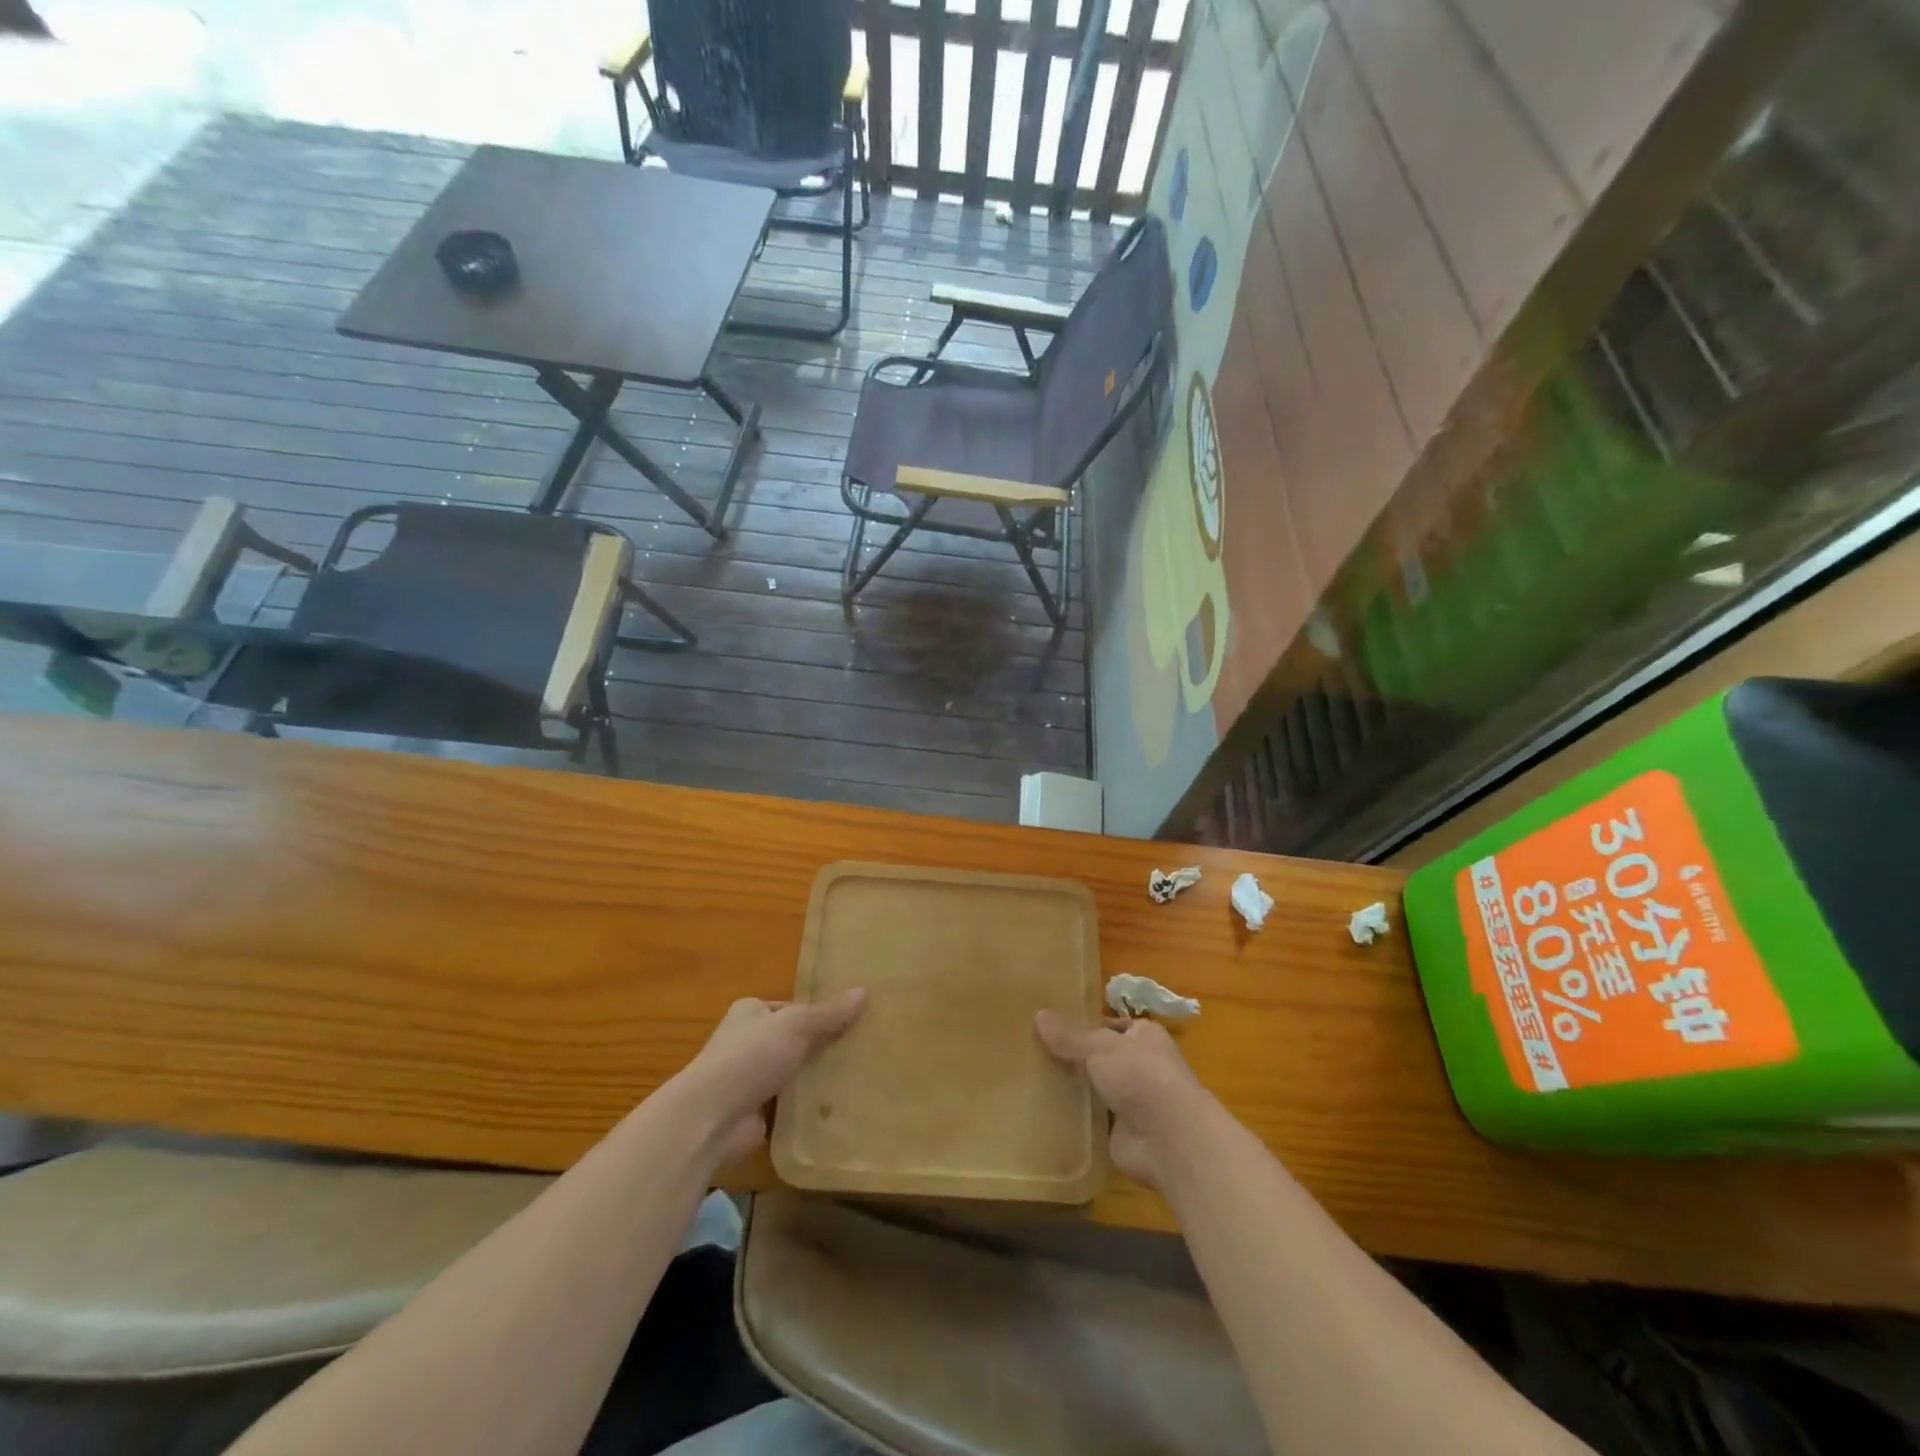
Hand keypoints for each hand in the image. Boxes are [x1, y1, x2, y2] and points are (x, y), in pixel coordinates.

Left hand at [676, 992, 865, 1162]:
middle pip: (792, 1040)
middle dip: (819, 1047)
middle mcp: (746, 1042)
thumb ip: (829, 1013)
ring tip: (855, 1077)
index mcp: (750, 1012)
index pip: (790, 1008)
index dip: (817, 1014)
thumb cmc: (751, 1056)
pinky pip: (788, 1104)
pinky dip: (806, 1106)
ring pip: (792, 1072)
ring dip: (814, 1077)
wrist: (712, 1117)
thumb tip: (864, 992)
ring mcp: (748, 1079)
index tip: (849, 1022)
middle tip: (858, 1050)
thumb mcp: (797, 1024)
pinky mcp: (754, 1112)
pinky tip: (836, 1107)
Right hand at [1035, 1010, 1209, 1187]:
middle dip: (1075, 1058)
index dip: (1085, 1025)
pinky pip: (1092, 1120)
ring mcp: (1133, 1102)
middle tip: (1035, 1052)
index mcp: (1144, 1036)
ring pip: (1096, 1089)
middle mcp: (1141, 1066)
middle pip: (1101, 1058)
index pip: (1111, 1025)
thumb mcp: (1100, 1047)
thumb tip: (1039, 1014)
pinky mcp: (1122, 1132)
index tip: (1052, 1027)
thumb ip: (1070, 1036)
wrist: (1169, 1138)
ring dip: (1074, 1089)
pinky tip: (1045, 1111)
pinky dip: (1075, 1118)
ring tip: (1032, 1079)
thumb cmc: (1140, 1076)